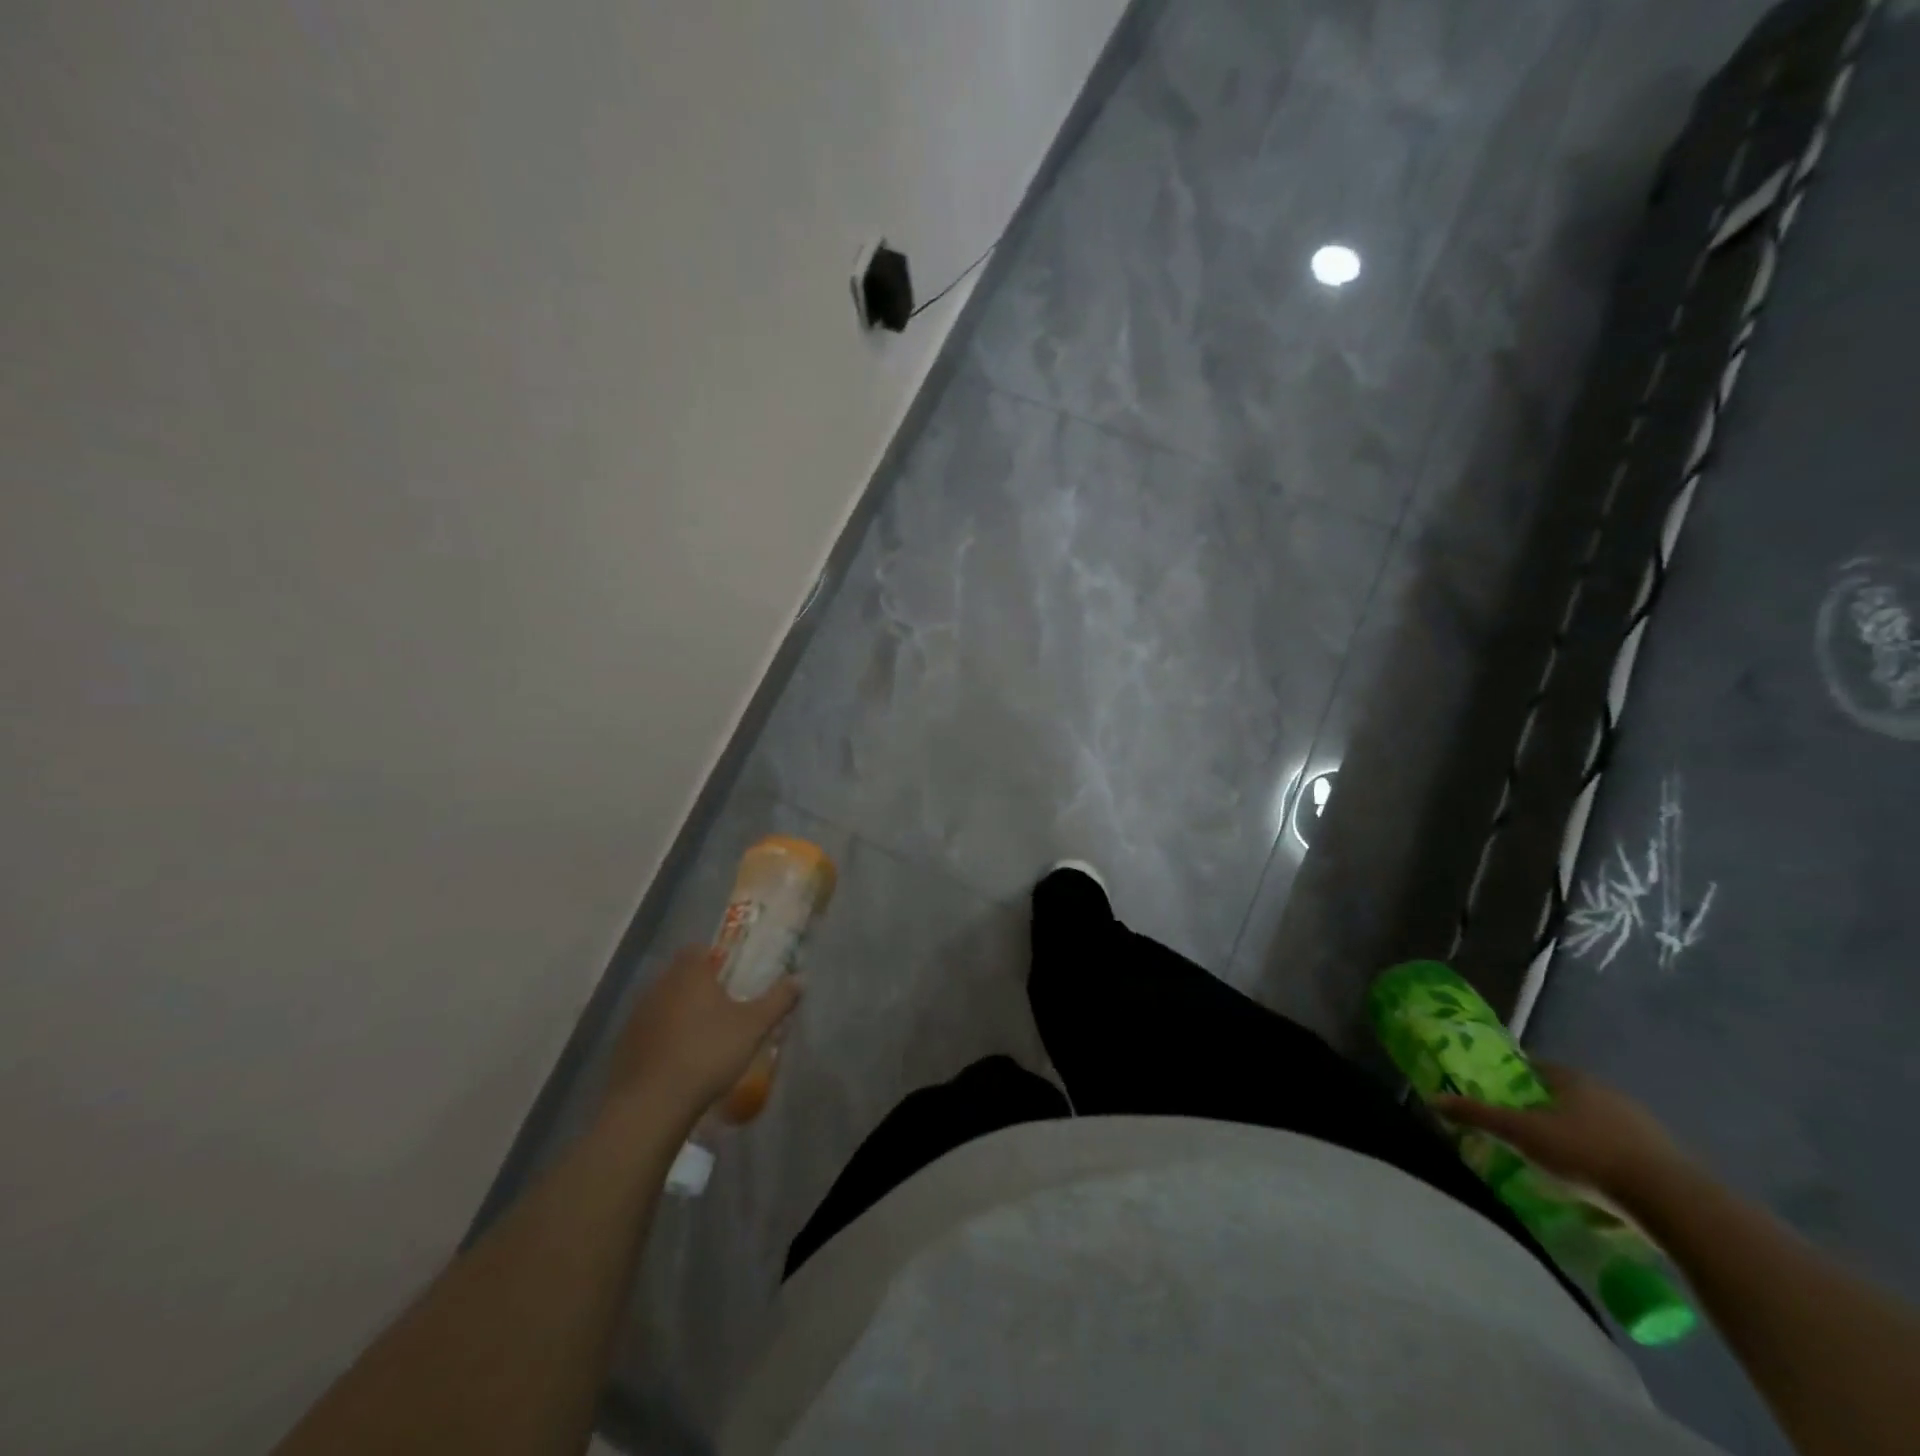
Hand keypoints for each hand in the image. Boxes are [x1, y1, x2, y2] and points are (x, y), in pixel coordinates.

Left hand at [601, 946, 800, 1129]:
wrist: (651, 1104)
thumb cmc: (707, 1053)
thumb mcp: (753, 1027)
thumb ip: (778, 1000)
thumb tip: (802, 977)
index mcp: (689, 973)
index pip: (697, 949)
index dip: (714, 957)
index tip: (730, 975)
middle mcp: (658, 986)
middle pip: (679, 975)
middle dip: (698, 986)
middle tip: (723, 1007)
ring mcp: (637, 1016)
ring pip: (662, 1003)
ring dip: (679, 1013)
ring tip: (702, 1036)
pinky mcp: (623, 1046)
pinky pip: (649, 1031)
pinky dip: (663, 1038)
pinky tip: (678, 1060)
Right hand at [1433, 1062, 1689, 1204]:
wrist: (1673, 1202)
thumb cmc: (1586, 1154)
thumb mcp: (1522, 1134)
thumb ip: (1478, 1116)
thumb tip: (1434, 1099)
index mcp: (1573, 1079)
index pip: (1535, 1068)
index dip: (1513, 1079)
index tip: (1498, 1096)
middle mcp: (1607, 1092)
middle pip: (1565, 1095)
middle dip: (1544, 1110)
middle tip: (1521, 1132)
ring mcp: (1642, 1125)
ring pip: (1595, 1123)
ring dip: (1576, 1136)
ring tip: (1556, 1162)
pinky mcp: (1665, 1158)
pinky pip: (1621, 1150)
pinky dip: (1604, 1160)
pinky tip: (1595, 1183)